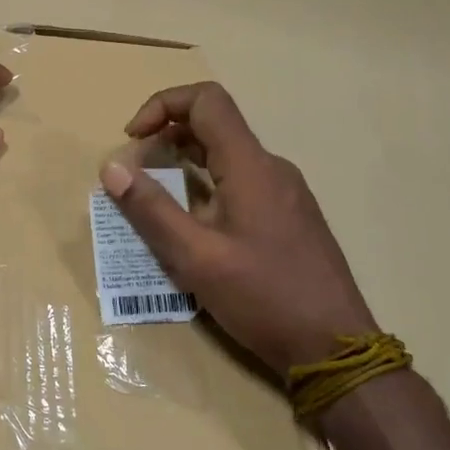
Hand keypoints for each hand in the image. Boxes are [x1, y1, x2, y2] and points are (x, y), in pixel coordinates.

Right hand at [99, 82, 375, 373]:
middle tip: (136, 174)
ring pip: (227, 153)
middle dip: (165, 136)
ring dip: (184, 162)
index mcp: (251, 166)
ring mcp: (285, 191)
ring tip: (156, 199)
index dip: (162, 105)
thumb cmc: (265, 299)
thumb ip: (151, 210)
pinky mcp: (290, 215)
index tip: (133, 139)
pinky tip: (194, 225)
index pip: (206, 100)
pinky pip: (241, 179)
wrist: (337, 350)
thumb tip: (111, 167)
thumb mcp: (196, 258)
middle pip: (213, 123)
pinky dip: (206, 184)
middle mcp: (271, 167)